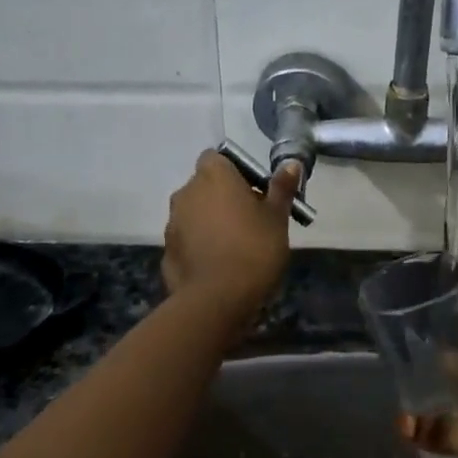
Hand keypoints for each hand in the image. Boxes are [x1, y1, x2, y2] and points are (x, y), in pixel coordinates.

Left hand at [161, 151, 299, 322]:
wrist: (216, 300)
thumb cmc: (253, 249)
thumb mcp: (277, 217)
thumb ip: (281, 188)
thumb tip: (291, 163)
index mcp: (213, 176)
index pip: (217, 158)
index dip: (235, 171)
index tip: (254, 192)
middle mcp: (186, 192)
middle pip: (205, 185)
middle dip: (224, 197)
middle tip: (250, 220)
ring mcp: (172, 222)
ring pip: (195, 212)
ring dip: (211, 221)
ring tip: (235, 246)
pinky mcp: (166, 251)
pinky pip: (187, 239)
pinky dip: (200, 245)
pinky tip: (219, 265)